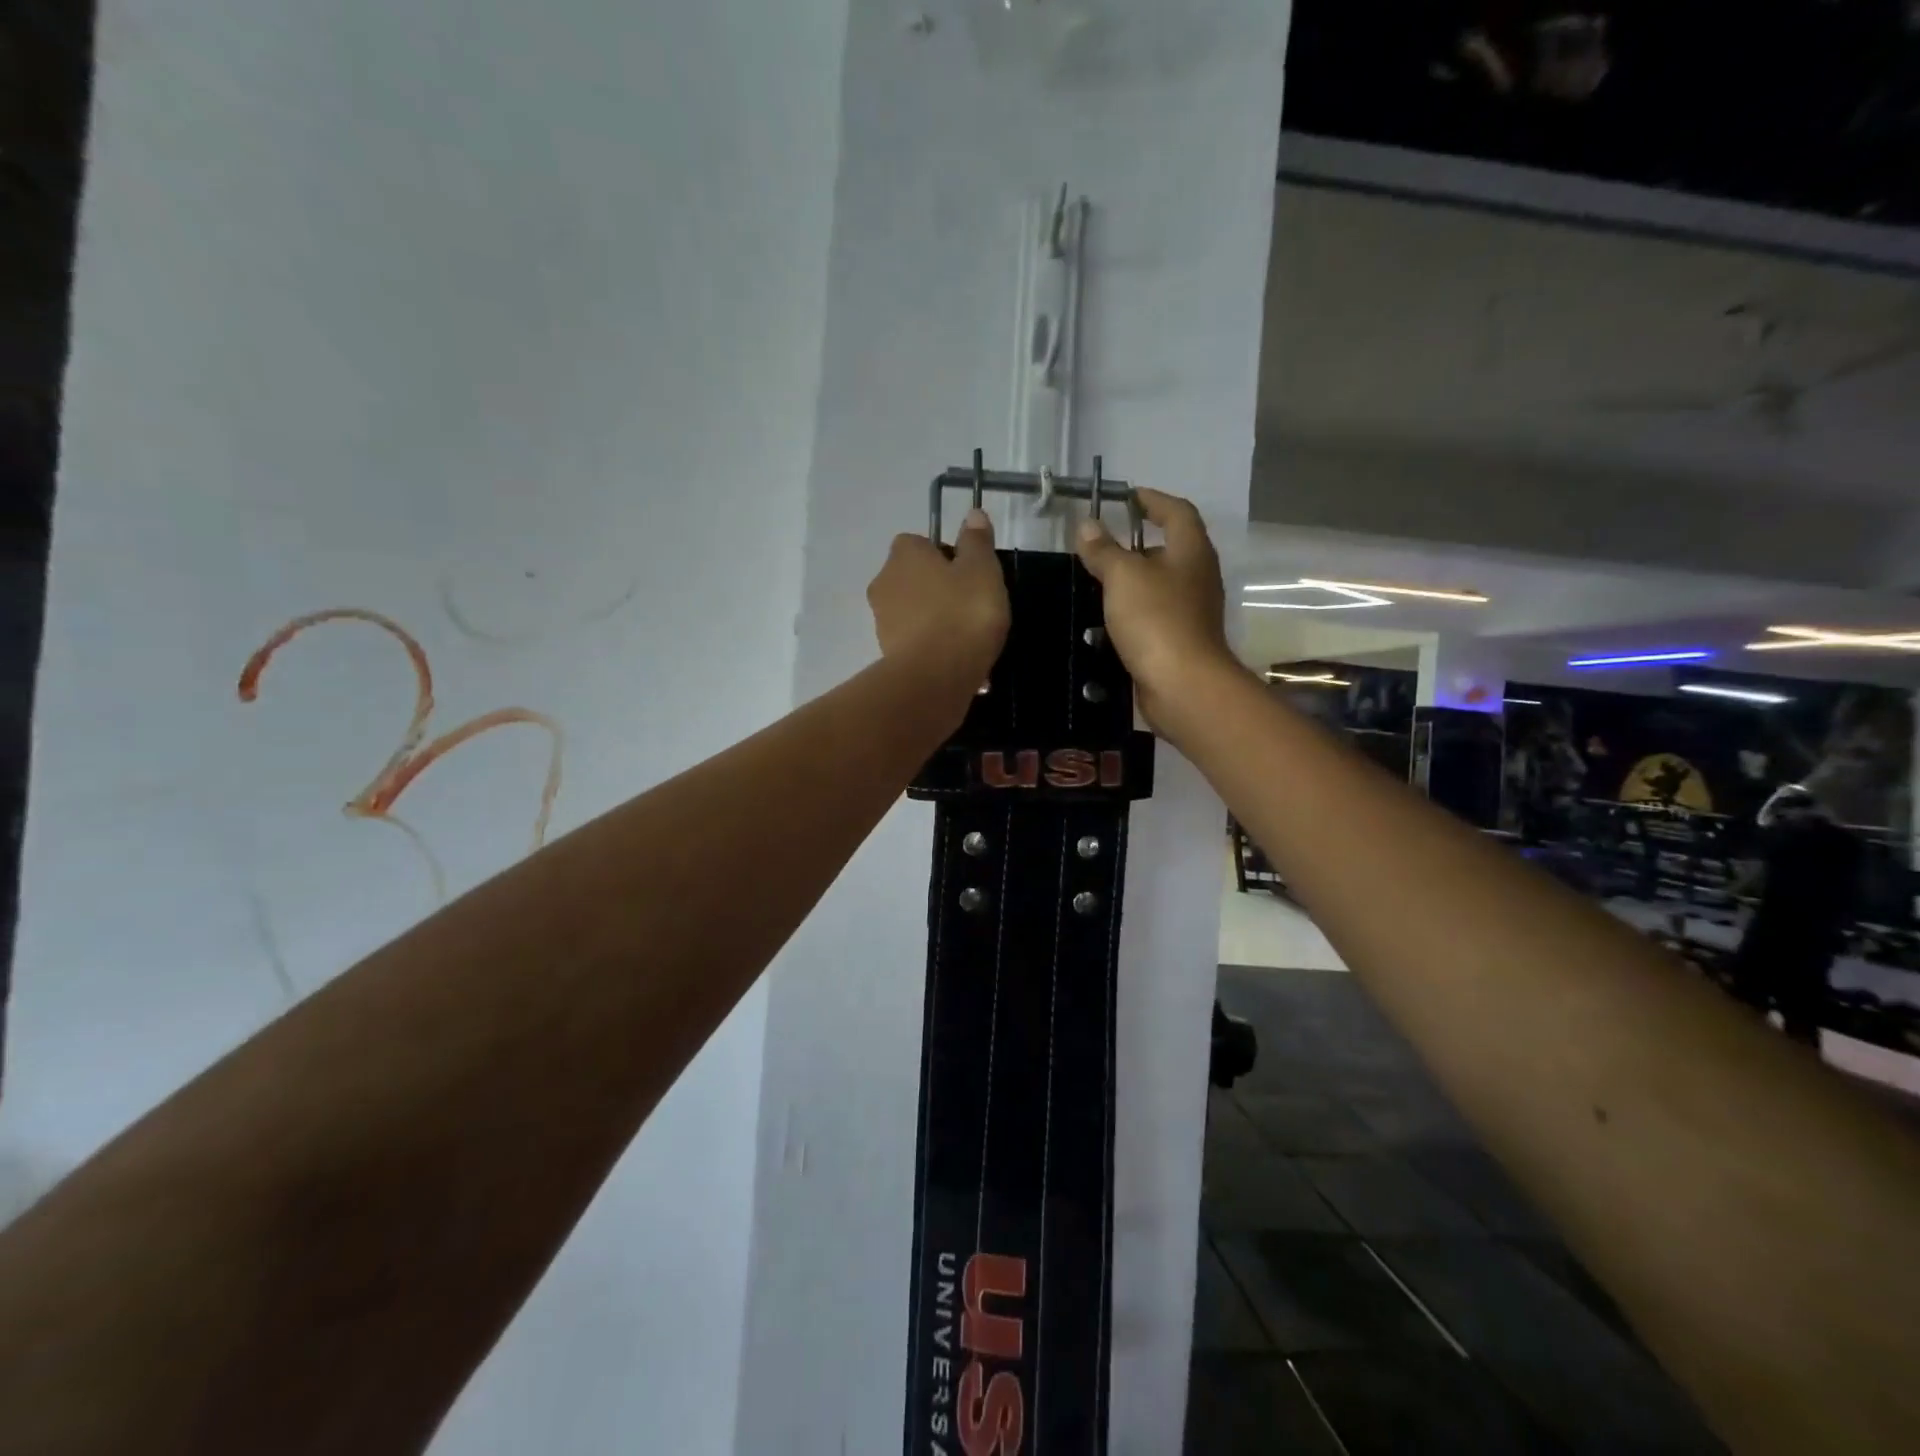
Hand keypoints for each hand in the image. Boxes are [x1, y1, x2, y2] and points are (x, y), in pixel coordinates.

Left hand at [868, 509, 1009, 687]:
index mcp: (903, 555)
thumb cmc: (962, 613)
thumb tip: (972, 514)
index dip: (944, 554)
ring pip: (913, 611)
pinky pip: (914, 641)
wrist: (935, 676)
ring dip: (934, 619)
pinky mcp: (887, 654)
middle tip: (970, 605)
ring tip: (966, 637)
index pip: (919, 542)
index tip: (968, 573)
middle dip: (937, 588)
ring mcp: (882, 621)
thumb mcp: (982, 570)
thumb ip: (976, 541)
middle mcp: (884, 582)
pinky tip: (955, 659)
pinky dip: (931, 646)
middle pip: (914, 578)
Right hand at [1074, 489, 1235, 733]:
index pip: (1177, 512)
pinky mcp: (1180, 640)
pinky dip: (1133, 610)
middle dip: (1138, 543)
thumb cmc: (1156, 620)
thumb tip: (1088, 525)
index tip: (1127, 497)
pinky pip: (1155, 614)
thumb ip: (1104, 550)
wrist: (1182, 685)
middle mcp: (1198, 576)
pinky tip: (1108, 619)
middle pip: (1171, 549)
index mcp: (1191, 551)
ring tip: (1098, 581)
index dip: (1153, 500)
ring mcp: (1192, 611)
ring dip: (1133, 580)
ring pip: (1161, 584)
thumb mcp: (1123, 577)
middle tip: (1104, 544)